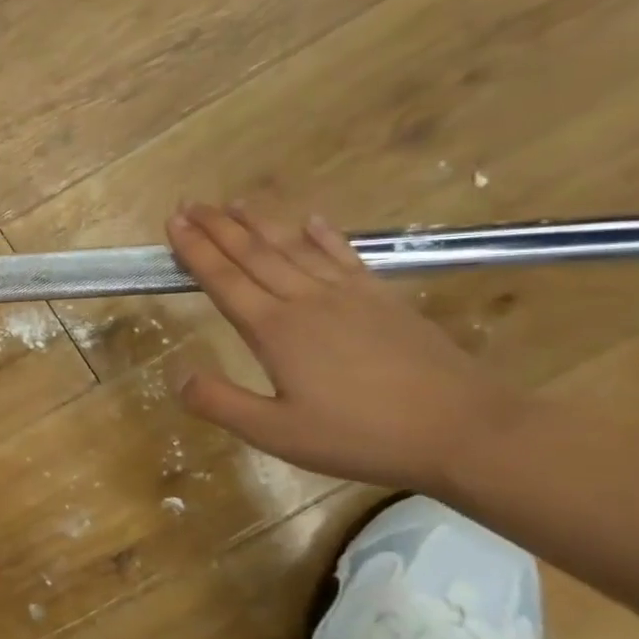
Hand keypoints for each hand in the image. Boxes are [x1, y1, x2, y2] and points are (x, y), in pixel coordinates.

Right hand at [166, 203, 527, 491]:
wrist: (464, 430)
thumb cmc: (361, 436)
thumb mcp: (276, 433)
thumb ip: (220, 403)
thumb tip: (176, 374)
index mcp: (274, 330)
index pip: (223, 279)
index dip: (195, 250)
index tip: (173, 222)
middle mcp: (306, 300)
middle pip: (253, 254)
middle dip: (218, 227)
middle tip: (191, 203)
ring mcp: (348, 295)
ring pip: (293, 248)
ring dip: (261, 224)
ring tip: (235, 203)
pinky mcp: (383, 299)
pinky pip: (345, 256)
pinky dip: (324, 236)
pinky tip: (311, 221)